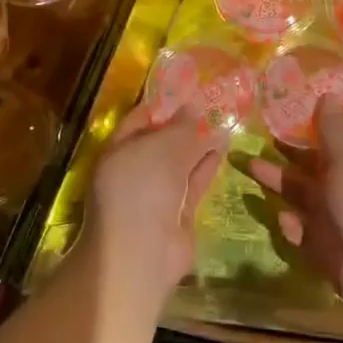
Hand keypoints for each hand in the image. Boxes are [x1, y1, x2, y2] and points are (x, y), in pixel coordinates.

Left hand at [80, 105, 225, 309]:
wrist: (143, 251)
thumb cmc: (142, 187)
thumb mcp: (163, 147)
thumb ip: (182, 127)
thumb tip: (195, 106)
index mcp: (118, 151)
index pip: (140, 120)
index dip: (164, 105)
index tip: (190, 91)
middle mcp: (134, 170)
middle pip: (162, 141)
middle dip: (185, 124)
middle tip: (213, 103)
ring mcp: (155, 193)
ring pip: (180, 162)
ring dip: (199, 143)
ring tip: (224, 120)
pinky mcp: (177, 212)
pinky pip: (193, 181)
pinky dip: (206, 165)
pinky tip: (223, 146)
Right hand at [246, 99, 342, 310]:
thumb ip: (333, 128)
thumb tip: (329, 91)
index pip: (328, 140)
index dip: (304, 128)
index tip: (276, 115)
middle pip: (308, 167)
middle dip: (282, 155)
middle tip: (249, 138)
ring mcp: (335, 219)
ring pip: (300, 197)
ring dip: (277, 184)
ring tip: (248, 167)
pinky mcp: (324, 249)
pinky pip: (301, 233)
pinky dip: (290, 225)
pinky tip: (280, 217)